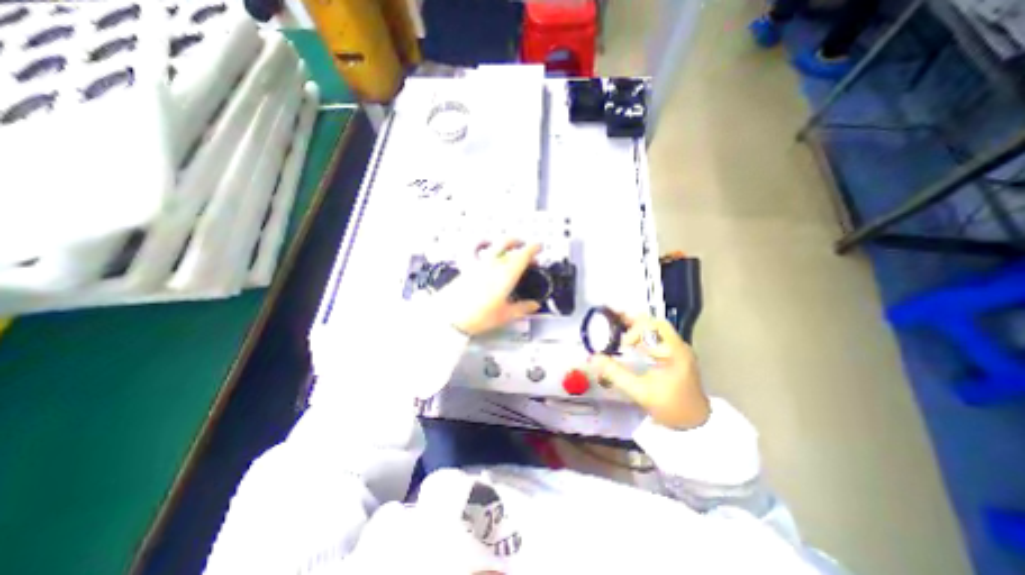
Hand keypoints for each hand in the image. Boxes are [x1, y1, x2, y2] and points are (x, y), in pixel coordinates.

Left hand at [434, 238, 539, 336]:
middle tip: (526, 248)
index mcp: (506, 275)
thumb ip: (522, 308)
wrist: (450, 316)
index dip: (533, 248)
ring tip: (509, 246)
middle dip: (520, 243)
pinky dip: (483, 245)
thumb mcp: (504, 315)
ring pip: (494, 245)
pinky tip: (485, 248)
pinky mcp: (467, 267)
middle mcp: (493, 264)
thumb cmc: (480, 316)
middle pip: (508, 245)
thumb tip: (535, 305)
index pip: (522, 255)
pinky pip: (477, 250)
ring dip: (504, 243)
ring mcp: (479, 264)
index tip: (539, 246)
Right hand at [588, 315, 710, 431]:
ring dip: (638, 329)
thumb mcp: (640, 391)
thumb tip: (594, 358)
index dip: (635, 330)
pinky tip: (631, 345)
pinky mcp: (675, 359)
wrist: (695, 426)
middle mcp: (678, 346)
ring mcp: (678, 352)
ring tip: (618, 330)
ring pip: (656, 331)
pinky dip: (642, 338)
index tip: (623, 345)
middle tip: (614, 322)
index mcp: (674, 350)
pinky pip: (657, 340)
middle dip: (634, 323)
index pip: (655, 325)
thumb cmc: (670, 406)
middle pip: (655, 324)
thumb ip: (616, 374)